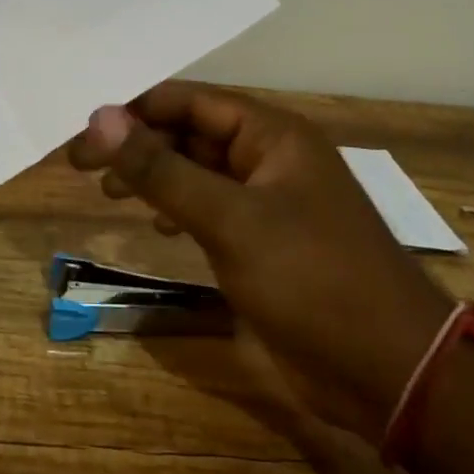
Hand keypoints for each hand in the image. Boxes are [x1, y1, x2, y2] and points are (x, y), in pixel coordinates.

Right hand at [68, 83, 449, 441]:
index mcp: (272, 134)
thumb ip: (161, 169)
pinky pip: (211, 209)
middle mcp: (270, 158)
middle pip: (190, 133)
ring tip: (109, 191)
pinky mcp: (265, 244)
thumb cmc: (312, 278)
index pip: (189, 101)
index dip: (135, 110)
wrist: (391, 372)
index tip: (84, 131)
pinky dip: (178, 210)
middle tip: (82, 166)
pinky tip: (157, 227)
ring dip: (154, 176)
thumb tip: (100, 117)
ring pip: (198, 172)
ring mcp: (269, 202)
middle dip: (139, 145)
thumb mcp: (229, 219)